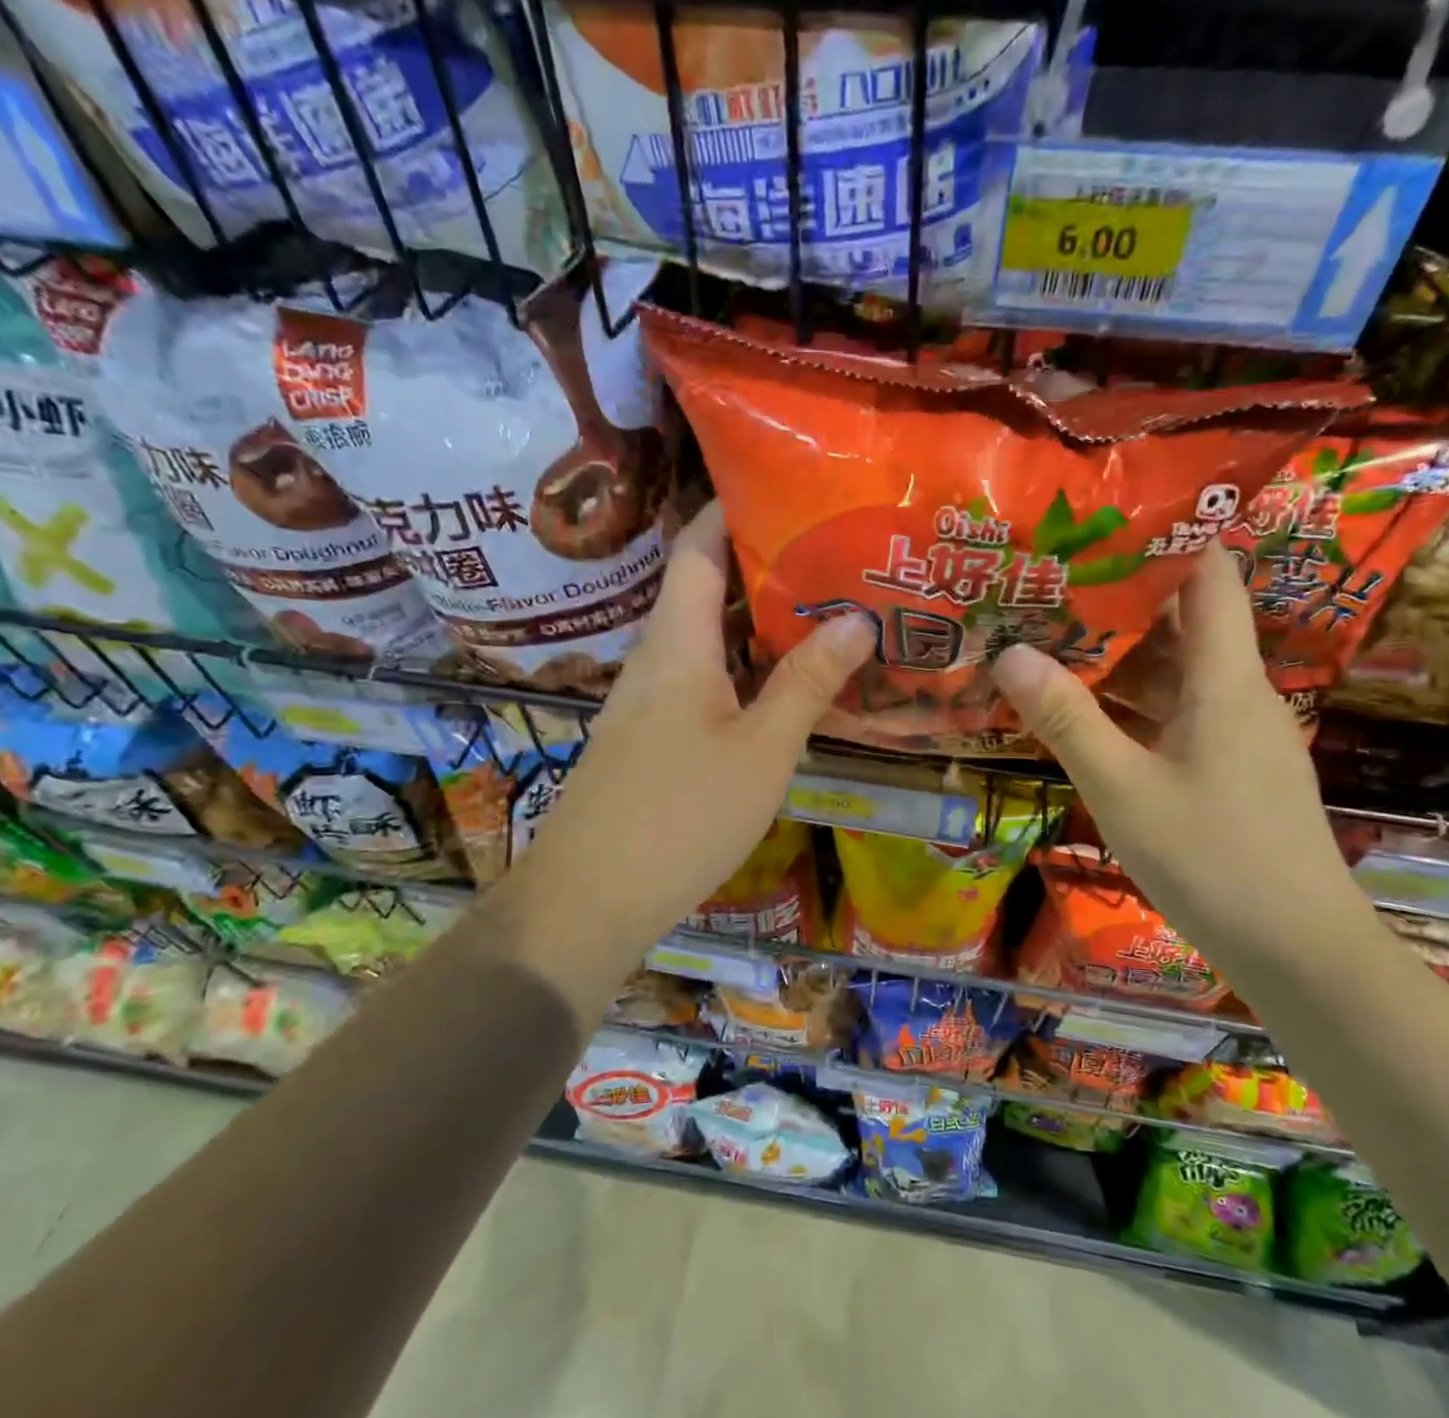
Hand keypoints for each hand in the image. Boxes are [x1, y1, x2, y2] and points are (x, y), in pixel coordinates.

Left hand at [504, 502, 874, 981]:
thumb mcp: (761, 750)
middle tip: (835, 554)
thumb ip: (807, 683)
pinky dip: (747, 669)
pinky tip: (786, 685)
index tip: (786, 486)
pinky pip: (706, 682)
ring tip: (826, 609)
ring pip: (710, 641)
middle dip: (767, 566)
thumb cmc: (680, 816)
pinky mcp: (654, 738)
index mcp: (677, 643)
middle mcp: (658, 659)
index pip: (698, 548)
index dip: (733, 508)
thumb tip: (858, 620)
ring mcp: (651, 701)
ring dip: (760, 622)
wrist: (590, 899)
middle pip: (707, 590)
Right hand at [992, 544, 1371, 975]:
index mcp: (1226, 681)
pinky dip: (1133, 706)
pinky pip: (1177, 716)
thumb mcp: (1123, 788)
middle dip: (1119, 601)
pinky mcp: (1230, 770)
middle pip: (1184, 624)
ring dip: (1120, 659)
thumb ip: (1067, 719)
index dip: (1165, 539)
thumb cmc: (1213, 860)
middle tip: (1049, 585)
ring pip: (1176, 675)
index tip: (1099, 525)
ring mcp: (1237, 735)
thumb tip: (1009, 652)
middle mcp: (1239, 695)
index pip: (1210, 577)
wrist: (1298, 952)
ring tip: (1050, 640)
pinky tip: (1084, 715)